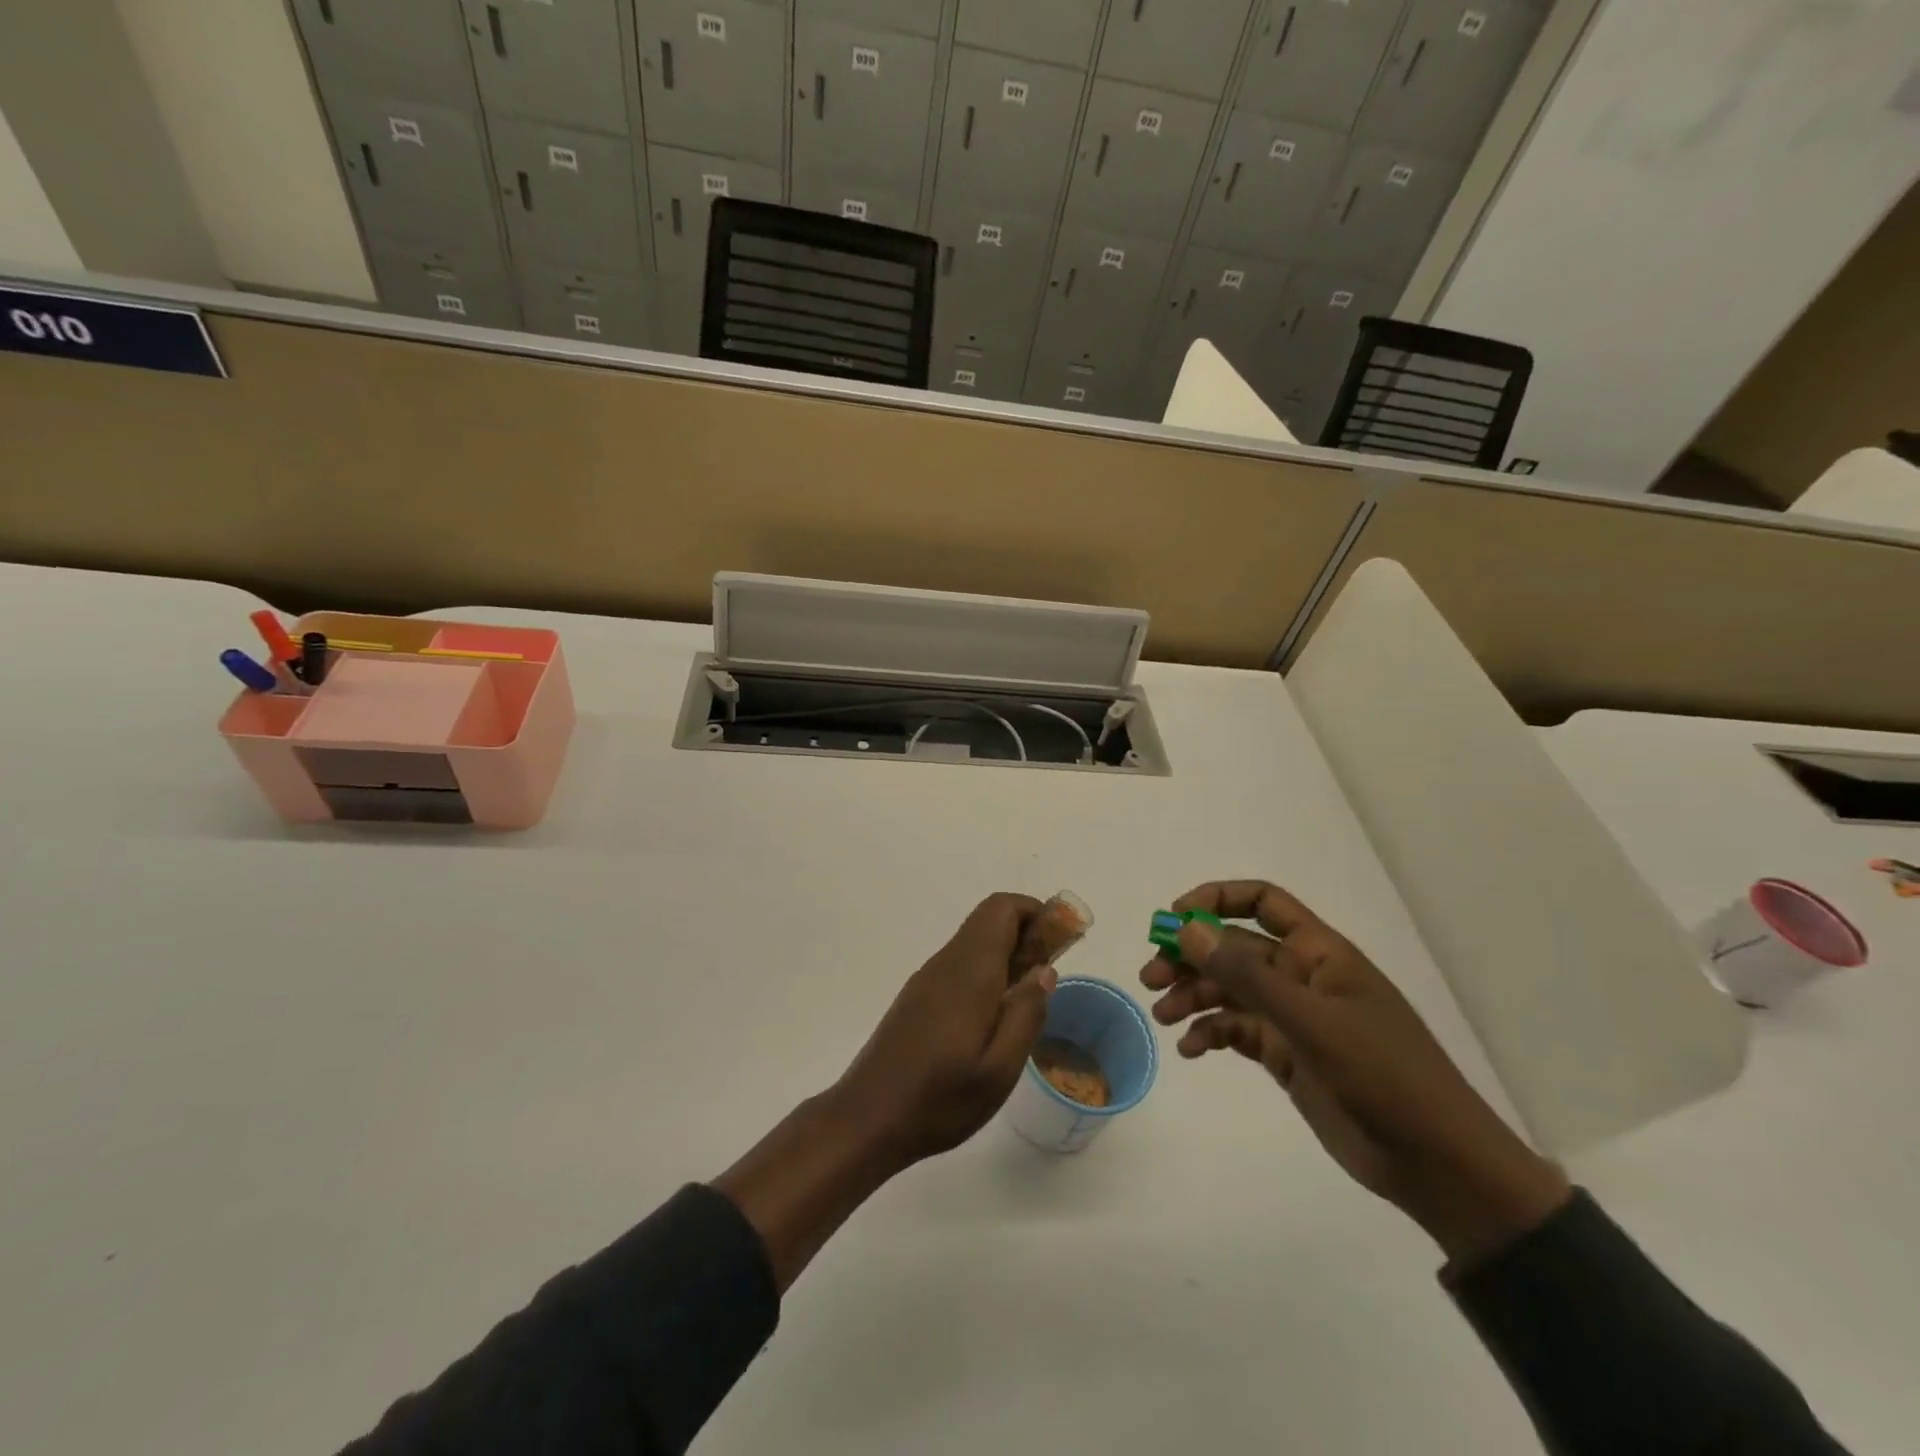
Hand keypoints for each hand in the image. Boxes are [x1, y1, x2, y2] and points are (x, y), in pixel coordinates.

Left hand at [717, 894, 1056, 1290]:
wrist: (866, 1120)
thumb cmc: (939, 1099)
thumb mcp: (1000, 1069)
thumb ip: (1026, 1012)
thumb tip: (1045, 969)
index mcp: (969, 971)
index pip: (1002, 908)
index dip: (1036, 913)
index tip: (1061, 944)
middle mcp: (946, 963)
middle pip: (989, 921)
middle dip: (1027, 935)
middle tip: (1048, 979)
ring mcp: (928, 979)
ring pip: (974, 944)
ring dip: (1007, 956)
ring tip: (1027, 1004)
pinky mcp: (917, 998)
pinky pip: (960, 966)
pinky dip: (987, 974)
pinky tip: (993, 1020)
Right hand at [1143, 881, 1568, 1264]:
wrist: (1437, 1164)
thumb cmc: (1384, 1077)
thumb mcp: (1312, 1022)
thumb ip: (1248, 975)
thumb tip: (1188, 930)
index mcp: (1319, 953)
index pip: (1262, 902)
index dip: (1216, 901)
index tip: (1174, 921)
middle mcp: (1302, 977)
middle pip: (1234, 949)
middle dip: (1190, 957)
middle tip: (1151, 977)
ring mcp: (1294, 1018)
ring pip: (1229, 990)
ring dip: (1192, 996)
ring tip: (1163, 1015)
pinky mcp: (1287, 1056)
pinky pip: (1236, 1030)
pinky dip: (1210, 1033)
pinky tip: (1191, 1050)